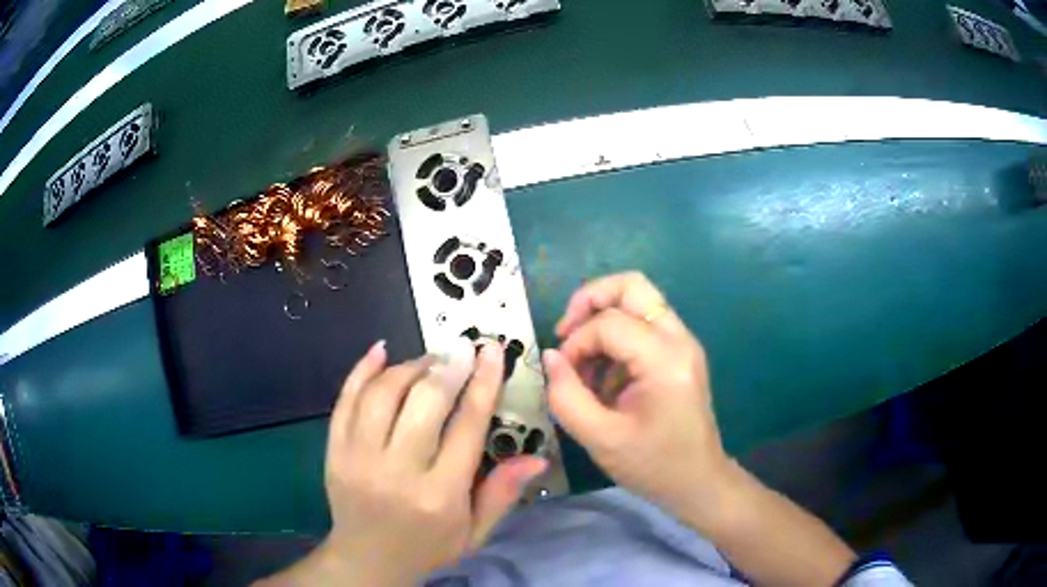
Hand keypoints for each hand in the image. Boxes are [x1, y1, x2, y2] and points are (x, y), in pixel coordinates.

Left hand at [262, 341, 546, 585]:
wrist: (366, 559)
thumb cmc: (428, 547)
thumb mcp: (474, 533)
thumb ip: (502, 494)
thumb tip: (536, 458)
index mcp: (439, 495)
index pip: (465, 427)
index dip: (482, 383)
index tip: (491, 351)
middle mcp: (396, 472)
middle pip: (423, 403)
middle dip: (448, 367)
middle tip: (462, 349)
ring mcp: (357, 458)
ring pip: (382, 394)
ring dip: (409, 367)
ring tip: (429, 360)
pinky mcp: (333, 451)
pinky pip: (345, 400)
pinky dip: (362, 370)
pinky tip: (381, 351)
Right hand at [543, 272, 734, 531]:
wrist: (698, 481)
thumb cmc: (654, 466)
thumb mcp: (601, 439)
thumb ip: (567, 396)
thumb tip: (551, 357)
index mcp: (665, 360)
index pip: (608, 323)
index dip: (576, 343)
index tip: (564, 375)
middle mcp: (679, 339)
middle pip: (631, 286)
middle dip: (589, 300)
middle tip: (566, 332)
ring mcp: (683, 343)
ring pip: (638, 300)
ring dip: (602, 320)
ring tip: (585, 364)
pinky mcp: (680, 353)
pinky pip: (643, 324)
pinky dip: (616, 337)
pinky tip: (604, 376)